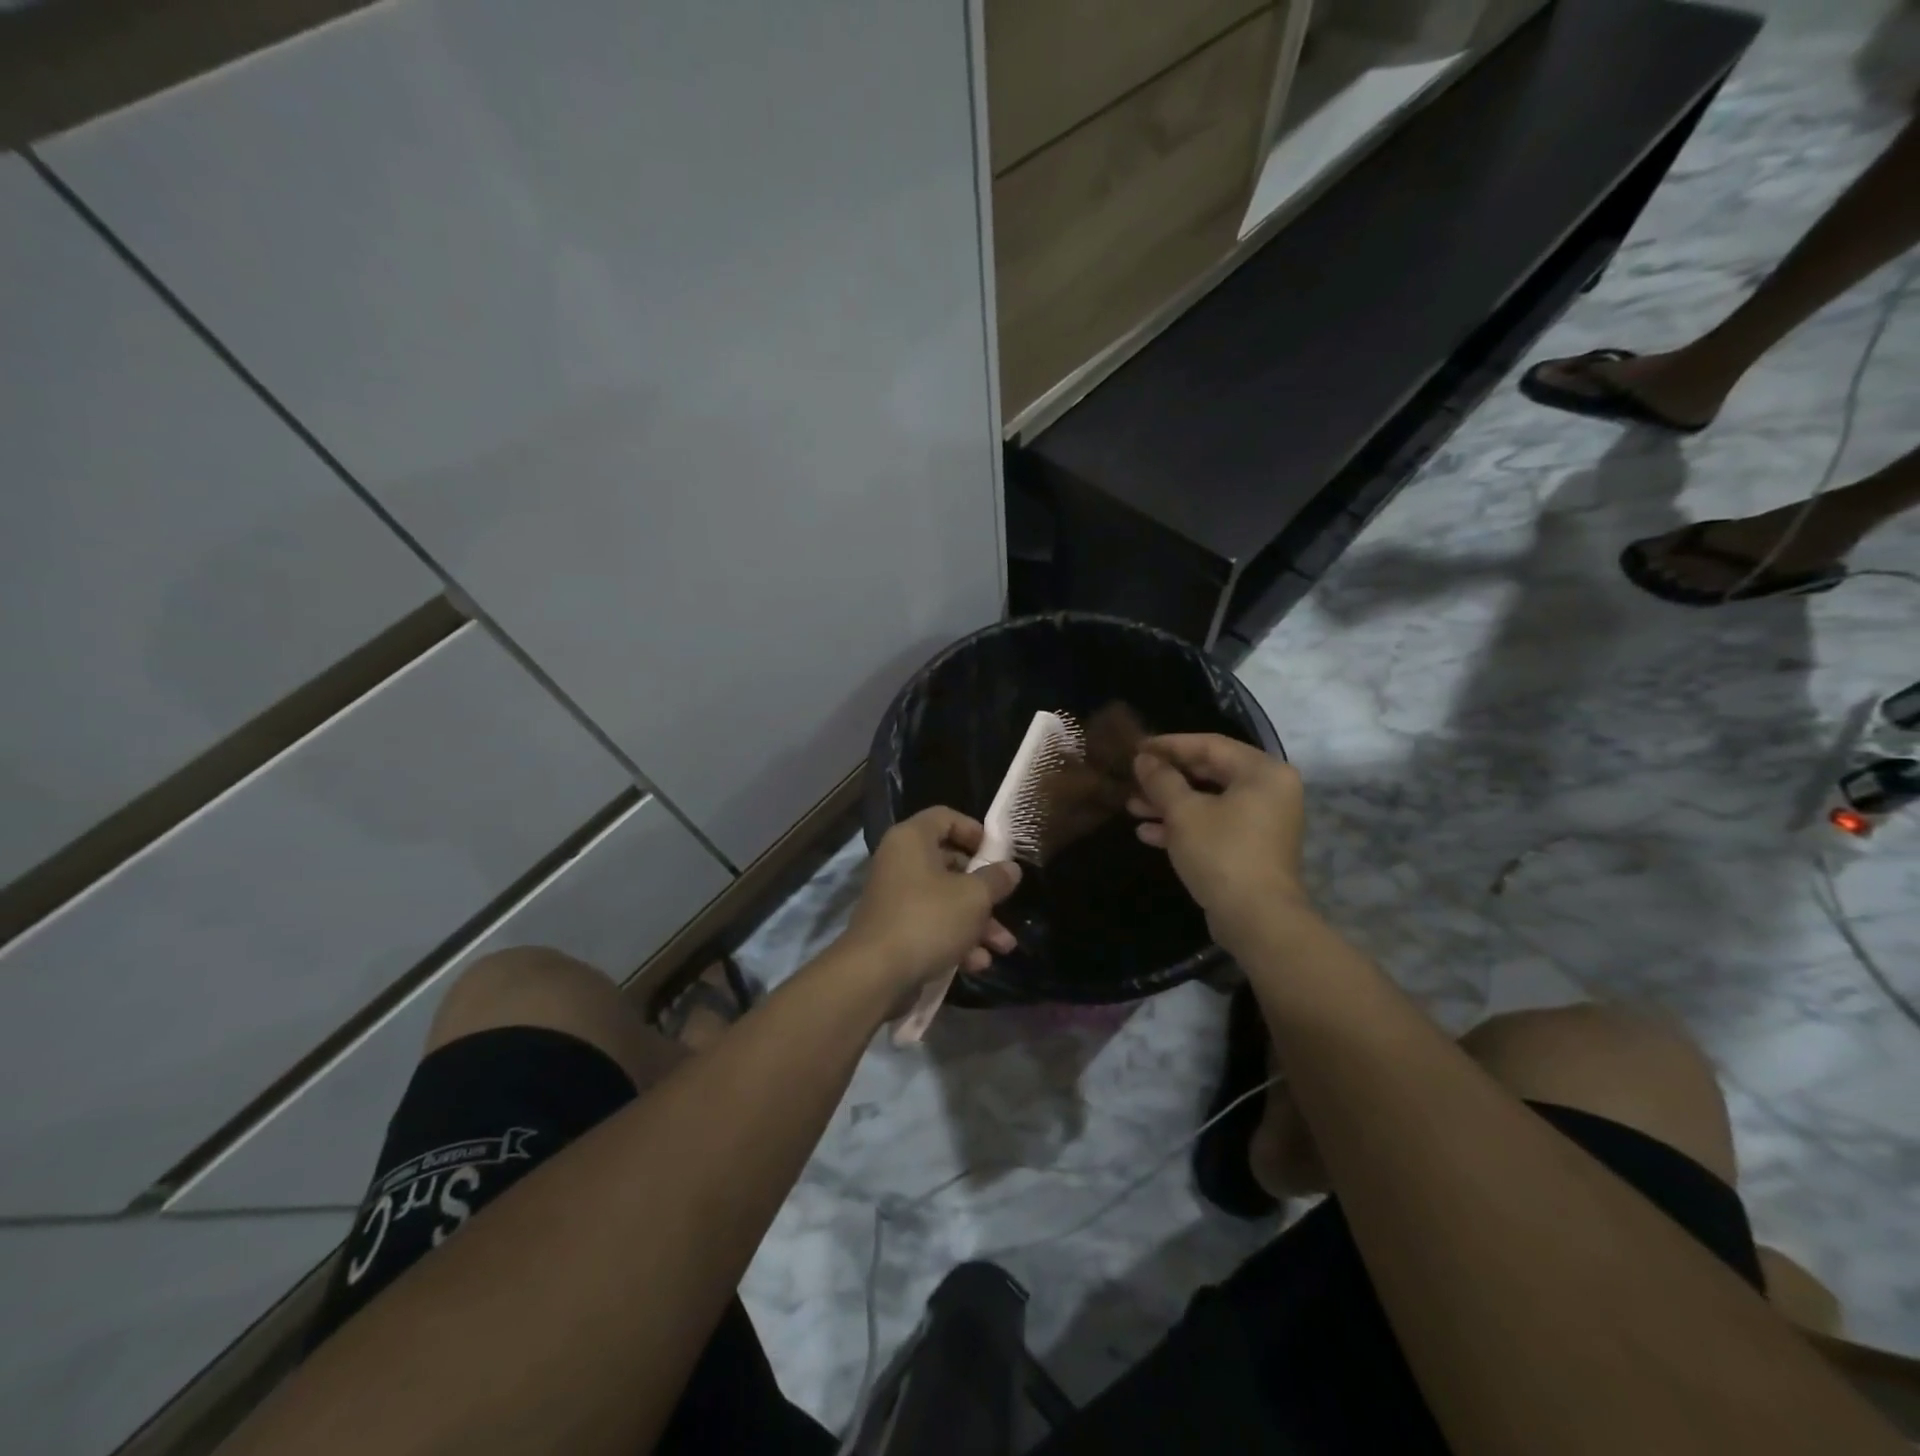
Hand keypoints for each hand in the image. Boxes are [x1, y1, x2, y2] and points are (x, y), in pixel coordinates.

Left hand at [842, 808, 1021, 989]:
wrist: (875, 975)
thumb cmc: (928, 919)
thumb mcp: (973, 897)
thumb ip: (996, 879)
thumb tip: (1010, 869)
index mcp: (912, 840)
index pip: (945, 817)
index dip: (975, 831)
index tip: (998, 852)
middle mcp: (900, 863)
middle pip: (950, 864)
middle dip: (985, 890)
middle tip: (1008, 903)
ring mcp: (896, 899)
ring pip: (946, 901)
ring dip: (978, 923)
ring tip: (1004, 946)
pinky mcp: (896, 931)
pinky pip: (932, 926)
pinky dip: (956, 940)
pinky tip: (978, 963)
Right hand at [1128, 734, 1309, 951]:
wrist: (1257, 919)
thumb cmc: (1221, 853)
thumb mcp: (1183, 812)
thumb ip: (1161, 780)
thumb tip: (1144, 759)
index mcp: (1262, 772)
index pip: (1209, 744)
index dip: (1169, 745)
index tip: (1136, 747)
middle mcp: (1269, 791)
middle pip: (1210, 773)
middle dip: (1167, 779)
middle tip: (1133, 778)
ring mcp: (1263, 822)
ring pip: (1209, 801)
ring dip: (1170, 804)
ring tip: (1132, 807)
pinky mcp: (1252, 848)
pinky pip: (1215, 825)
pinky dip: (1185, 826)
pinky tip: (1148, 834)